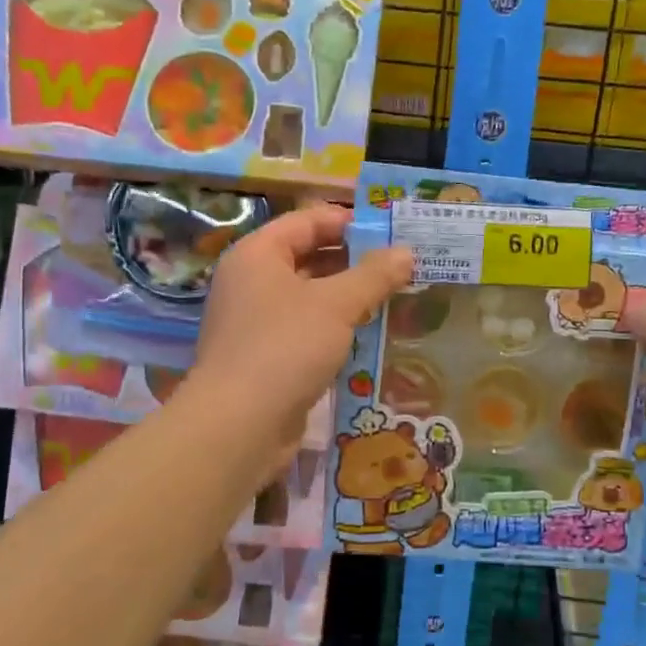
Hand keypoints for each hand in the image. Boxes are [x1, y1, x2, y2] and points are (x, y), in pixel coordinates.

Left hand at [190, 204, 412, 469]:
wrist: (239, 425)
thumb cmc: (285, 347)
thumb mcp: (336, 305)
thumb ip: (373, 275)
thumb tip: (406, 252)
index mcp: (258, 254)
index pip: (308, 221)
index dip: (349, 221)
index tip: (392, 230)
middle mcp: (252, 282)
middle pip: (309, 257)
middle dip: (355, 262)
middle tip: (402, 266)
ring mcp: (256, 322)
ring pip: (310, 298)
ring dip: (349, 298)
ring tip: (395, 297)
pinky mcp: (267, 357)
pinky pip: (307, 330)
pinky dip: (336, 329)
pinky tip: (370, 335)